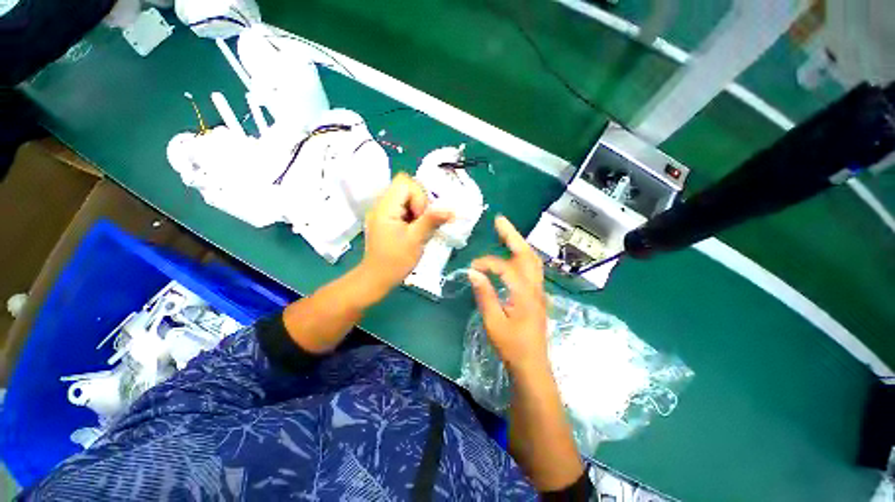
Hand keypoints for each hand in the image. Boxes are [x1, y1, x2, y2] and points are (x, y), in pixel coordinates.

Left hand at [360, 173, 453, 294]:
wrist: (377, 278)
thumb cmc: (395, 261)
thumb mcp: (416, 240)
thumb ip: (432, 221)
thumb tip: (451, 210)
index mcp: (385, 207)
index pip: (404, 182)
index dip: (418, 196)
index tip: (420, 217)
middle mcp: (382, 205)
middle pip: (406, 188)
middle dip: (419, 203)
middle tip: (422, 223)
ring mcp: (383, 212)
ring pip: (406, 198)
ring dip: (417, 210)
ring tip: (419, 228)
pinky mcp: (386, 220)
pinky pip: (403, 209)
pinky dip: (413, 216)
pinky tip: (414, 230)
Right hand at [469, 216, 548, 375]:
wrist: (532, 364)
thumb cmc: (511, 346)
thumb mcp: (493, 322)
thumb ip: (485, 295)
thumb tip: (473, 273)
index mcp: (524, 294)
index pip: (505, 267)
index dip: (487, 263)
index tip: (472, 267)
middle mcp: (535, 287)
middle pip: (527, 254)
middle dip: (512, 235)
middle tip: (499, 220)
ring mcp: (539, 290)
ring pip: (532, 259)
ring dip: (519, 243)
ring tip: (506, 232)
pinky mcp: (537, 294)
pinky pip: (532, 267)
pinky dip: (522, 254)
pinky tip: (514, 253)